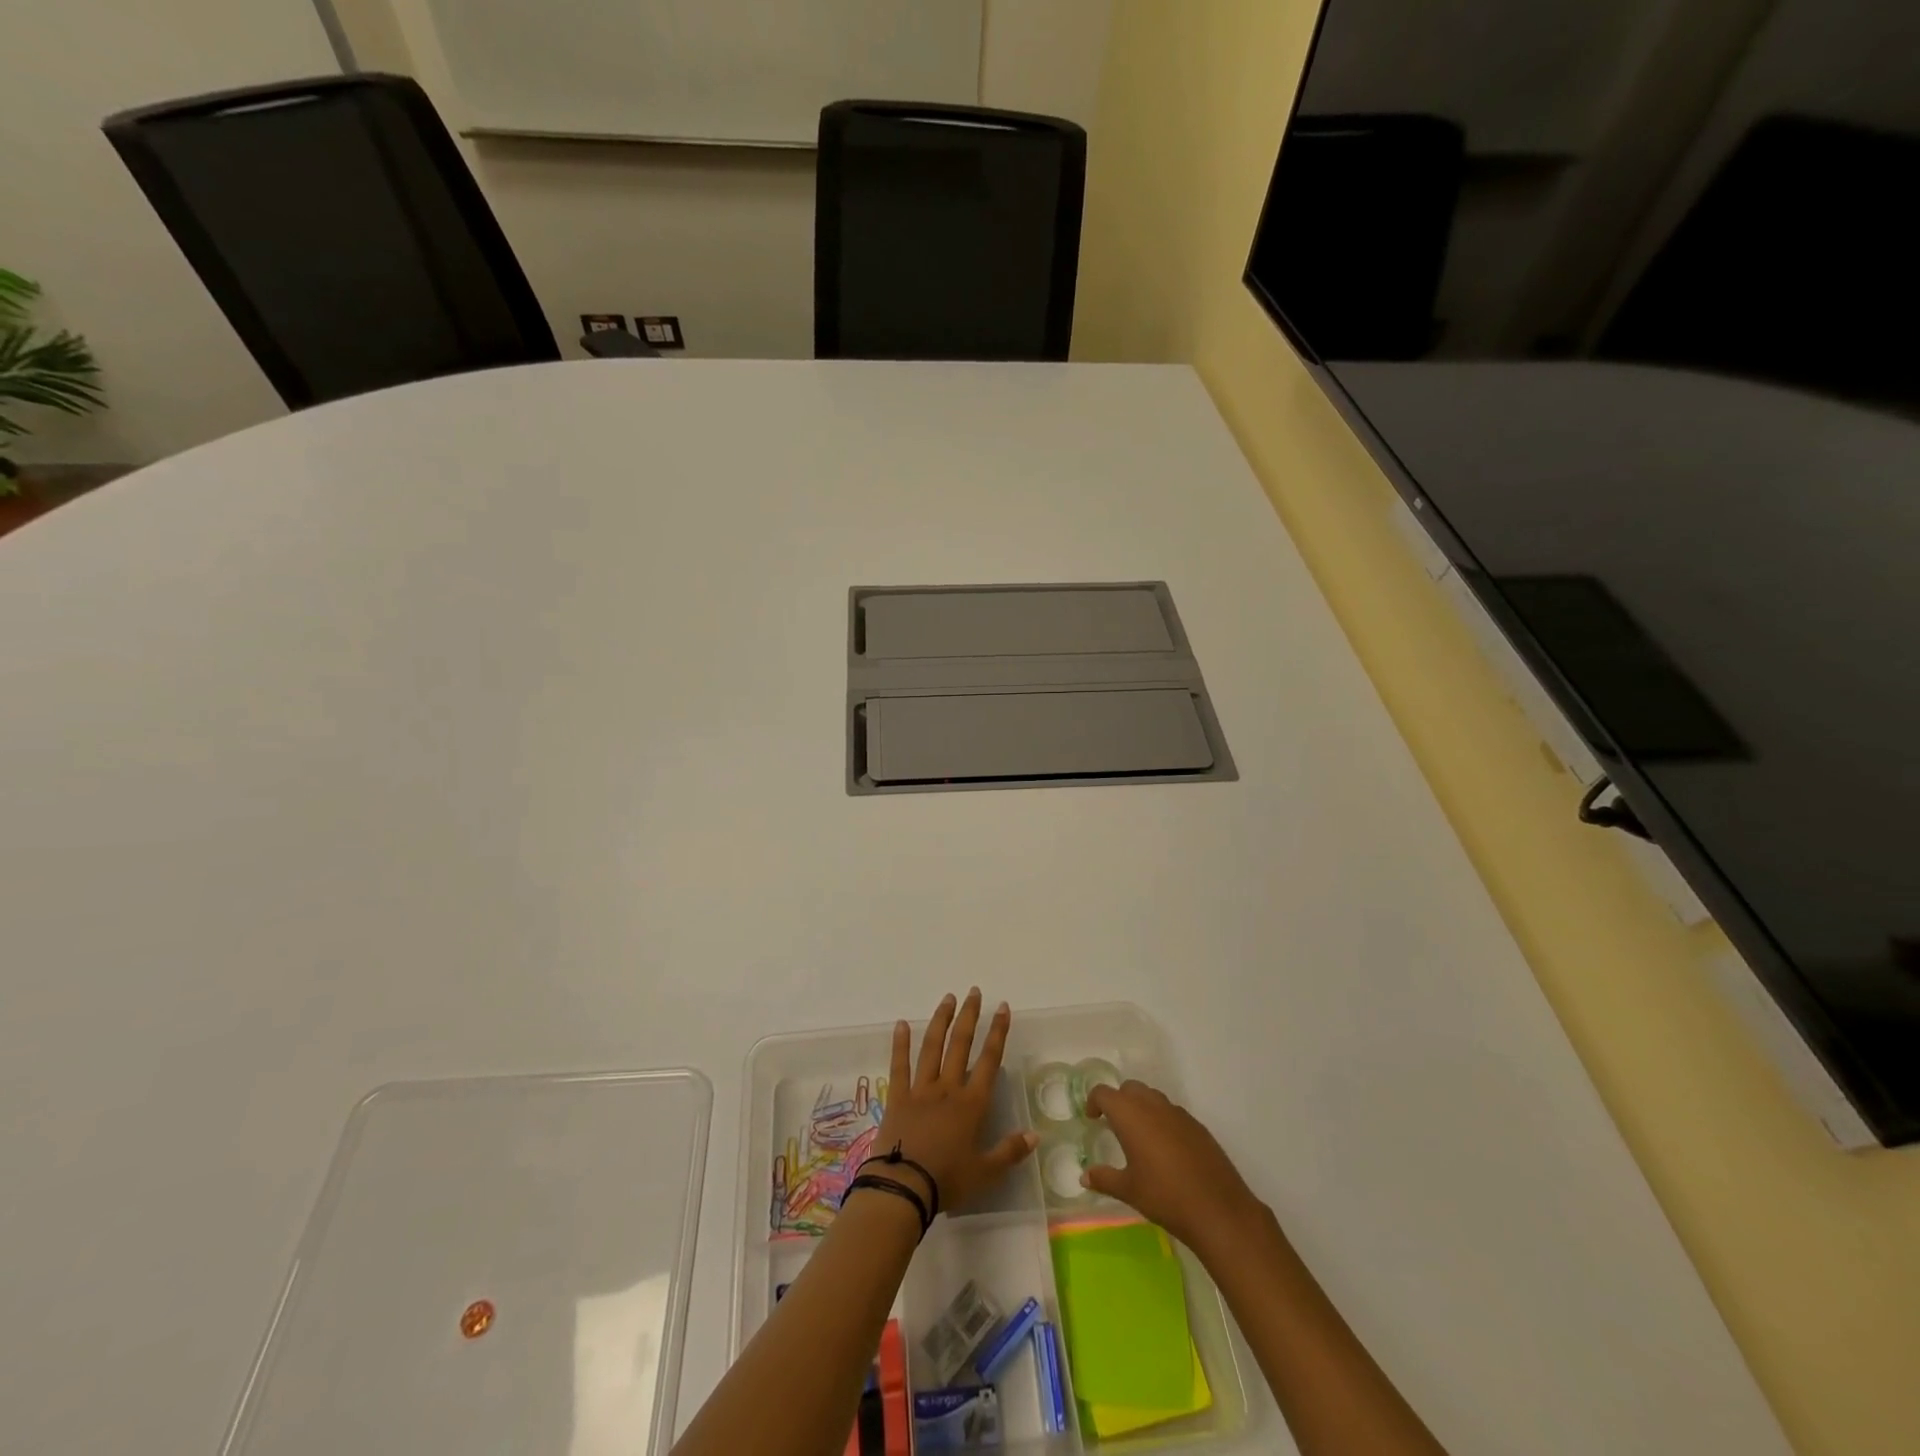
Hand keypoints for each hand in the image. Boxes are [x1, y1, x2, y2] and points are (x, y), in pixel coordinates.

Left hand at [868, 989, 1036, 1213]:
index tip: (1002, 1007)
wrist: (903, 1187)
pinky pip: (899, 1065)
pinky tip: (902, 1024)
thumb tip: (1035, 1135)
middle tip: (974, 992)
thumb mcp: (985, 1173)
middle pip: (960, 1044)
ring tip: (948, 998)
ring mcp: (921, 1089)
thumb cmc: (947, 1181)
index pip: (989, 1060)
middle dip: (969, 1016)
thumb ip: (1010, 1152)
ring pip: (932, 1047)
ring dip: (941, 1021)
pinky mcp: (898, 1097)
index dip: (997, 1032)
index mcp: (971, 1104)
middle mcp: (947, 1088)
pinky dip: (900, 1044)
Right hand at [1083, 1080, 1267, 1252]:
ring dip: (1141, 1108)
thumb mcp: (1128, 1190)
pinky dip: (1162, 1120)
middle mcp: (1153, 1105)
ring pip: (1153, 1097)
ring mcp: (1178, 1113)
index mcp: (1130, 1114)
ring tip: (1140, 1137)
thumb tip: (1084, 1176)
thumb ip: (1104, 1178)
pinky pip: (1172, 1113)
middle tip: (1114, 1125)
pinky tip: (1166, 1150)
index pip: (1104, 1093)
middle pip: (1130, 1088)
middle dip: (1119, 1100)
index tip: (1092, 1118)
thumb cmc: (1164, 1196)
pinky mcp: (1197, 1126)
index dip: (1094, 1101)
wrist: (1217, 1209)